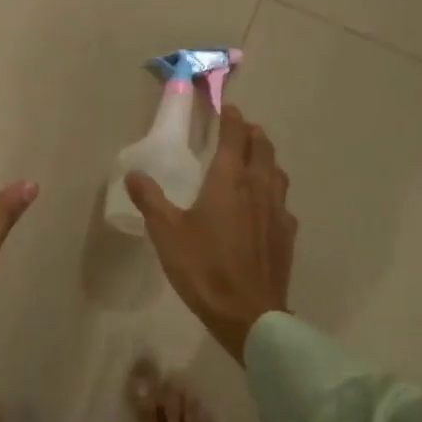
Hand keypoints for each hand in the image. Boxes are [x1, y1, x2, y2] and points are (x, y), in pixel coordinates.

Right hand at [127, 105, 295, 361]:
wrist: (248, 313)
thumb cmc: (204, 267)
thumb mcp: (166, 232)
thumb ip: (150, 199)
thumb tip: (134, 173)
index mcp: (228, 180)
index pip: (234, 137)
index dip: (231, 119)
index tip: (227, 108)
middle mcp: (258, 187)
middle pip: (262, 148)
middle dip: (252, 133)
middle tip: (241, 128)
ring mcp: (278, 211)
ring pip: (277, 172)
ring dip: (266, 158)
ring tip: (255, 159)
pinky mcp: (287, 234)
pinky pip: (283, 201)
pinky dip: (273, 191)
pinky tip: (266, 205)